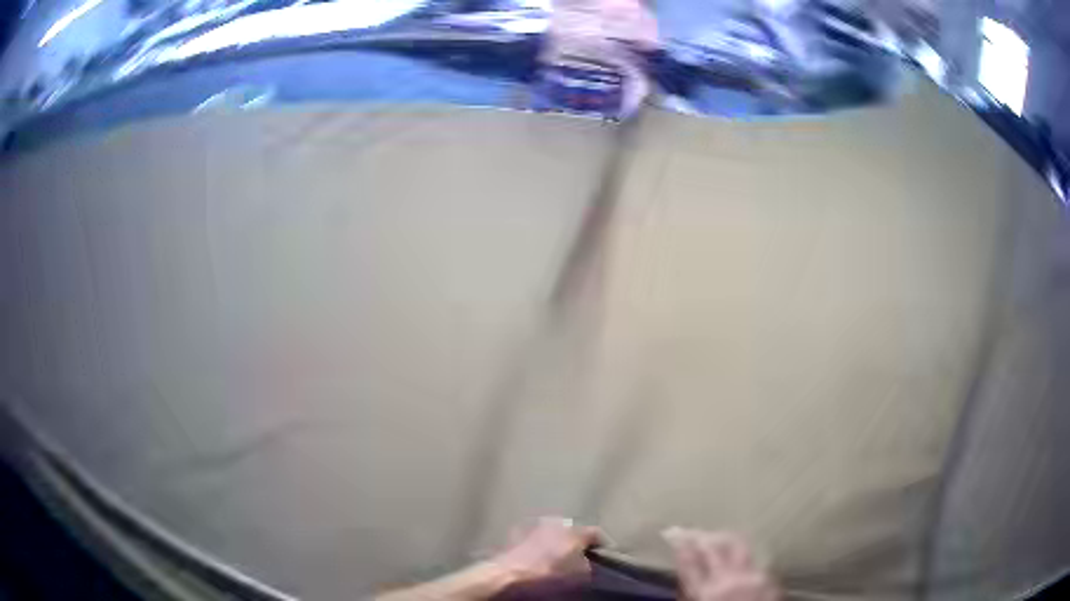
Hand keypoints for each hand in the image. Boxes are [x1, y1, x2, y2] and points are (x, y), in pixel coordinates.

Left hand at [489, 517, 600, 584]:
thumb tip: (588, 562)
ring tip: (559, 556)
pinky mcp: (519, 531)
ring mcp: (537, 524)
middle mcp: (558, 521)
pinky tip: (540, 556)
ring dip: (559, 541)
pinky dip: (542, 544)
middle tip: (580, 556)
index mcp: (576, 530)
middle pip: (575, 531)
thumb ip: (589, 565)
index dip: (603, 545)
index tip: (605, 555)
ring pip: (555, 532)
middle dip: (578, 542)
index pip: (597, 533)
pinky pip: (538, 537)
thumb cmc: (548, 573)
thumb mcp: (579, 574)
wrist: (510, 573)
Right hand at [663, 528, 778, 600]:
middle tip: (690, 532)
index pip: (690, 561)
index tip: (672, 534)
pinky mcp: (771, 579)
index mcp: (706, 593)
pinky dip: (743, 555)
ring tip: (715, 537)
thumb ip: (688, 597)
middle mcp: (731, 580)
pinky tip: (738, 557)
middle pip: (714, 546)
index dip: (680, 544)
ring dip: (724, 539)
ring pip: (739, 545)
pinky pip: (754, 559)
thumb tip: (683, 582)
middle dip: (700, 535)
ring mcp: (754, 577)